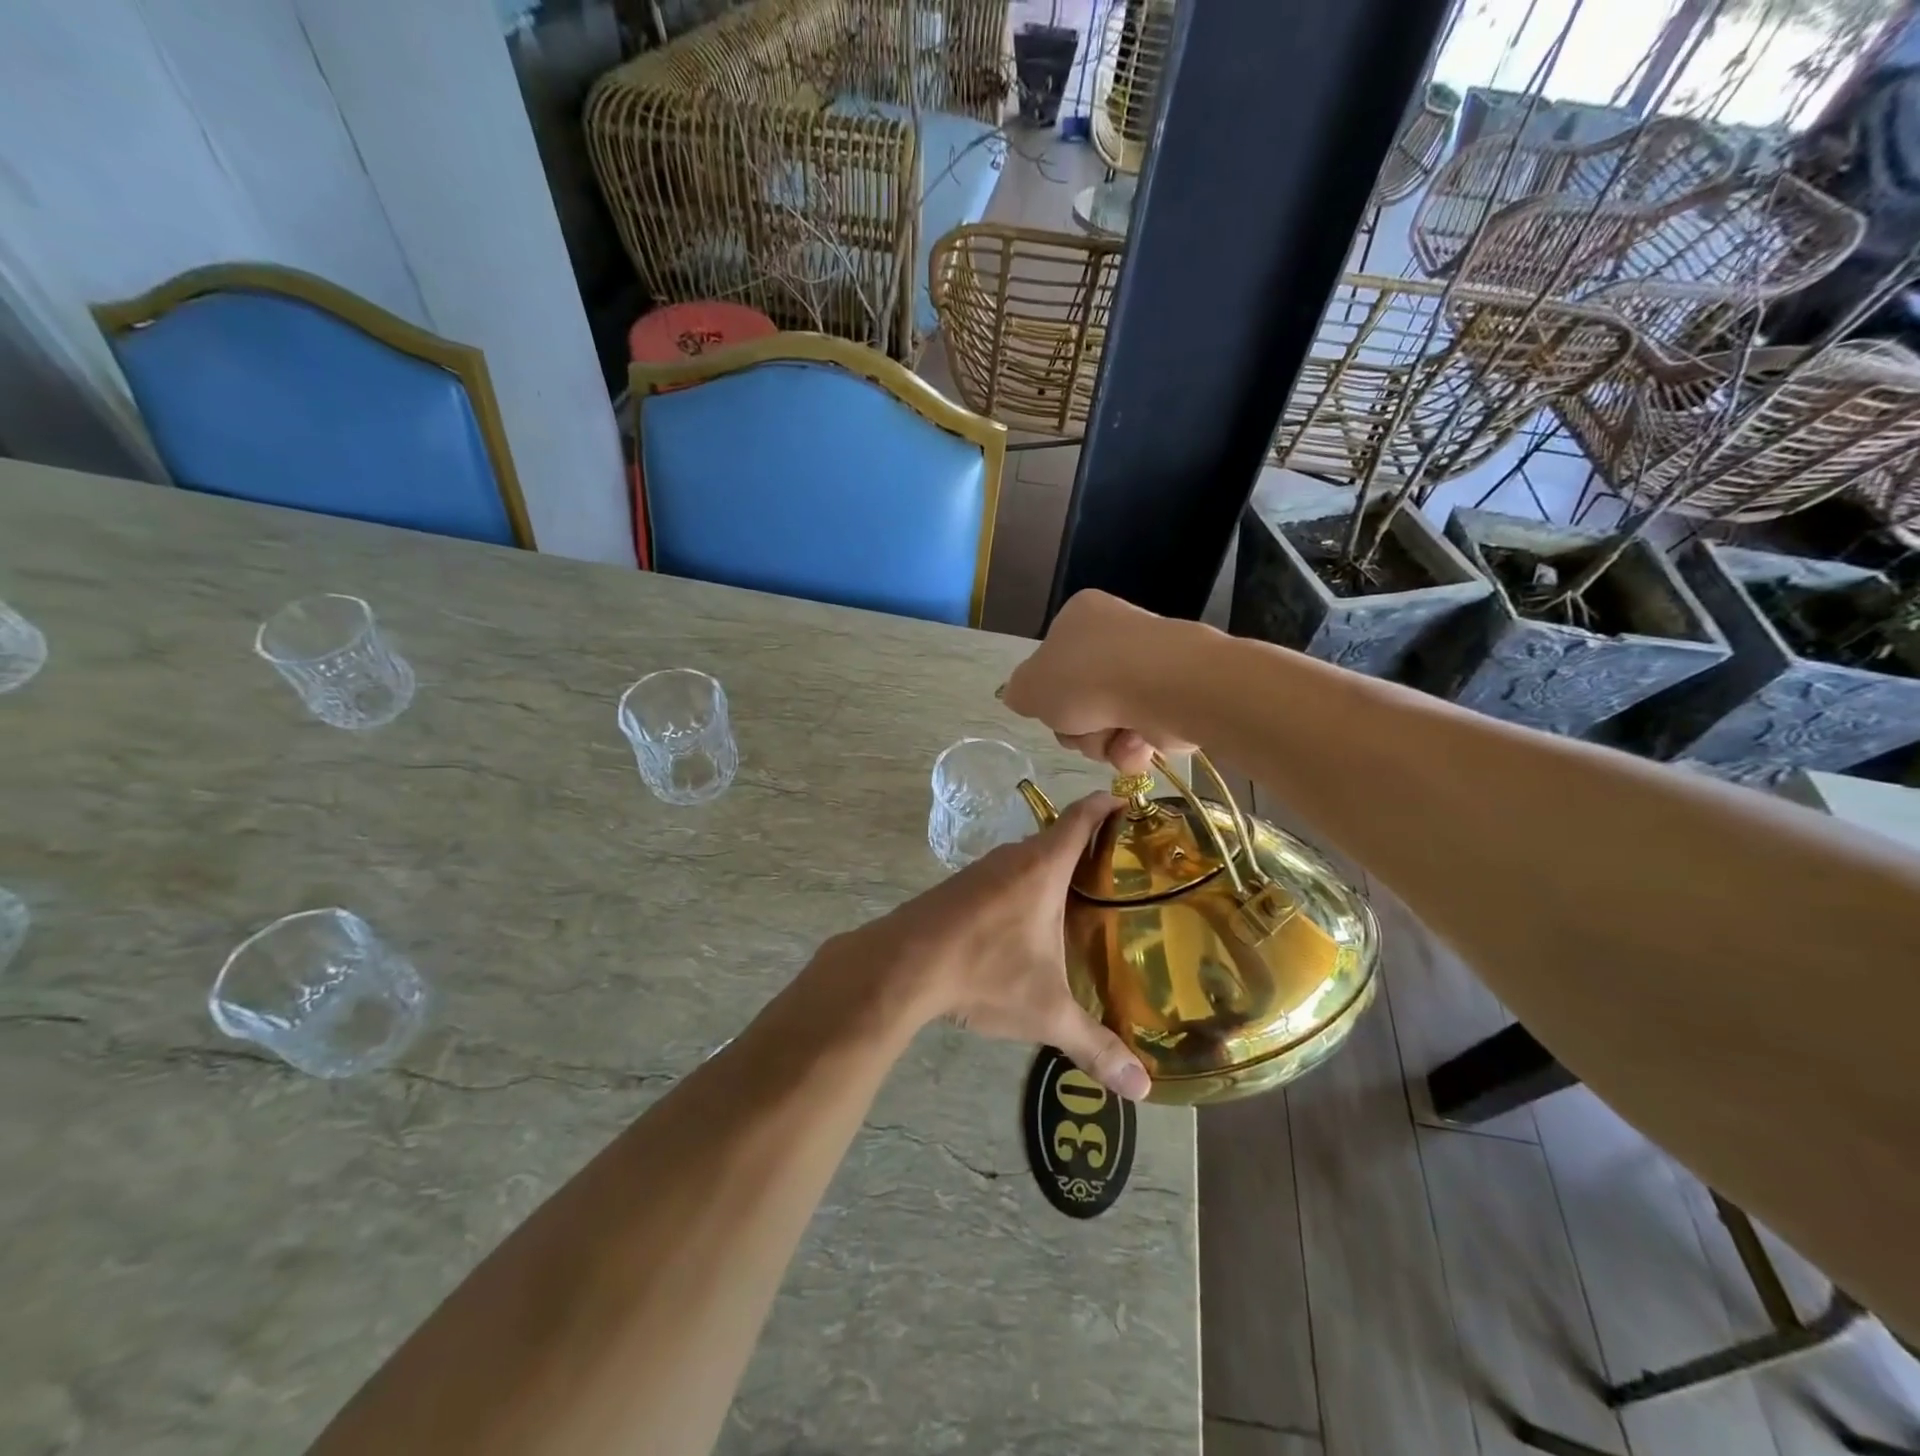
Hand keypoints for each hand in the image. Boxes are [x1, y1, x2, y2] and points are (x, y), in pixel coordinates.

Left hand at [827, 793, 1150, 1100]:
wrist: (901, 966)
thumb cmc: (984, 972)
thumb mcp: (1046, 1012)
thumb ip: (1095, 1045)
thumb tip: (1142, 1089)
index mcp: (1043, 867)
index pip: (1083, 817)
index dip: (1108, 804)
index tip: (1132, 804)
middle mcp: (1013, 857)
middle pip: (1058, 837)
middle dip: (1091, 848)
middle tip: (1126, 873)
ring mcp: (981, 870)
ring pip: (1028, 858)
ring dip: (1055, 871)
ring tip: (1085, 901)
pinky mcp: (958, 889)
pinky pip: (1004, 876)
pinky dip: (1025, 887)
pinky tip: (1030, 923)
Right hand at [1001, 590, 1194, 774]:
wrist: (1161, 686)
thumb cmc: (1086, 677)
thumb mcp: (1030, 686)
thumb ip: (1019, 693)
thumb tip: (1021, 697)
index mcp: (1080, 617)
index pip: (1053, 660)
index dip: (1048, 693)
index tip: (1050, 707)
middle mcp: (1117, 636)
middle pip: (1079, 699)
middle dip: (1076, 727)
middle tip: (1080, 728)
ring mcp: (1149, 668)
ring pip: (1106, 722)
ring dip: (1100, 741)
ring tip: (1111, 737)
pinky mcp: (1174, 699)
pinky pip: (1139, 733)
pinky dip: (1131, 747)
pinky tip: (1134, 744)